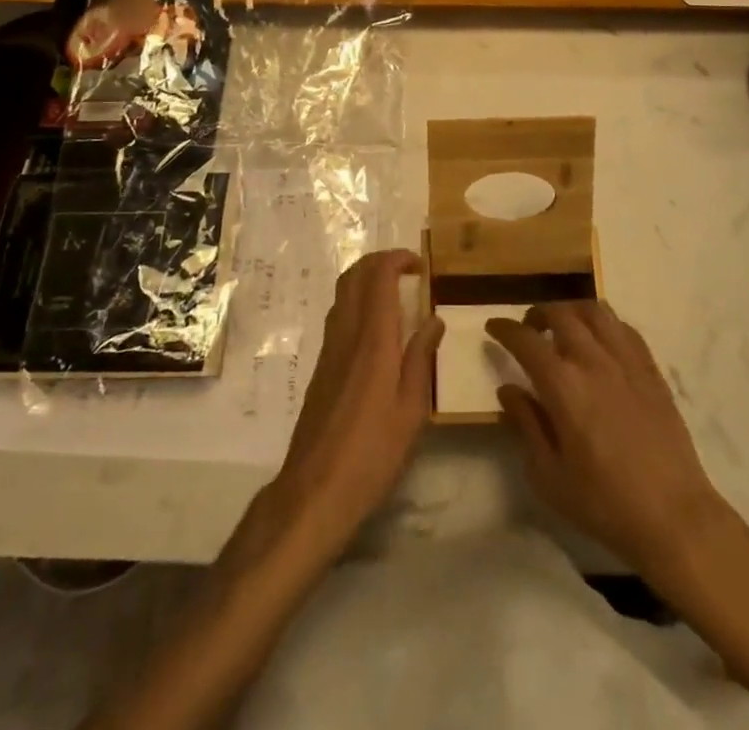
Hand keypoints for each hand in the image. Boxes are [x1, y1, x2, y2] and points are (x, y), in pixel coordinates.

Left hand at [270, 250, 441, 561]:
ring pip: (342, 292)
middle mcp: (346, 334)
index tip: (421, 265)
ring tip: (396, 292)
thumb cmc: (372, 452)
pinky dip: (357, 301)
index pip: (378, 276)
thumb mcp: (412, 410)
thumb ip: (421, 359)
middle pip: (355, 275)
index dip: (398, 259)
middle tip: (409, 271)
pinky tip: (376, 328)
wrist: (315, 490)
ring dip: (367, 279)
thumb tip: (433, 319)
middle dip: (380, 261)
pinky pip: (338, 314)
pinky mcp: (321, 366)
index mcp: (373, 340)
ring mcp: (329, 348)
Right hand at [487, 301, 725, 574]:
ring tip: (563, 326)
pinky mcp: (651, 370)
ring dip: (572, 310)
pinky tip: (599, 340)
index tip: (493, 328)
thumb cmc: (604, 503)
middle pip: (560, 314)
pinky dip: (604, 323)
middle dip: (537, 314)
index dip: (505, 329)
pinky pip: (624, 328)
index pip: (526, 340)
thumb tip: (508, 389)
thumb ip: (526, 425)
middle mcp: (593, 361)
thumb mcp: (549, 476)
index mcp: (563, 385)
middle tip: (528, 329)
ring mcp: (626, 361)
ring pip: (595, 312)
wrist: (674, 517)